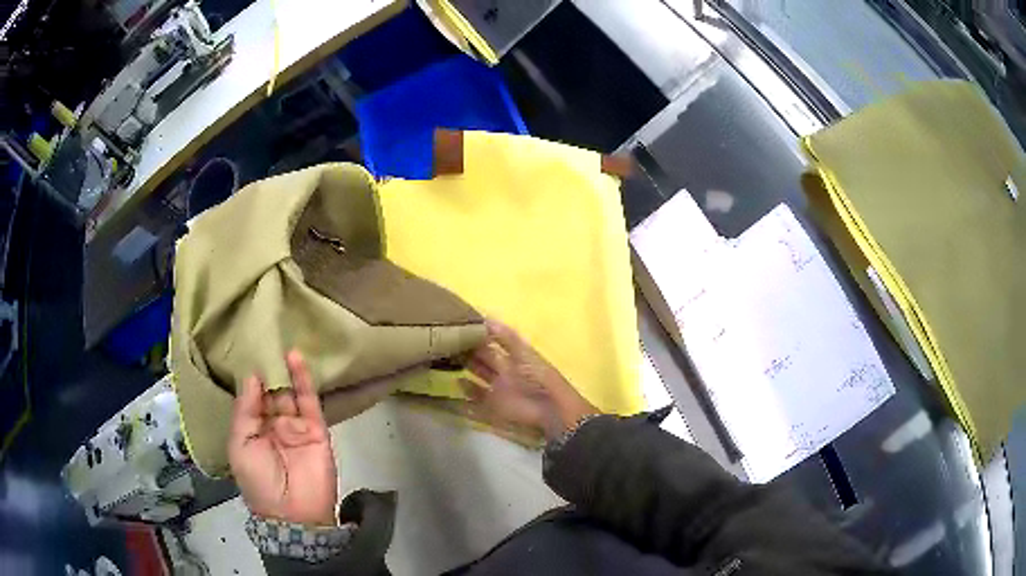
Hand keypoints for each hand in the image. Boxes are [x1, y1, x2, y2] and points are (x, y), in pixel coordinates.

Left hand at [228, 351, 338, 525]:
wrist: (294, 513)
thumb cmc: (259, 481)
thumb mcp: (240, 446)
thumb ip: (245, 411)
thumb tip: (251, 376)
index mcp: (253, 430)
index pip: (251, 399)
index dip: (249, 378)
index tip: (246, 350)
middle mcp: (274, 425)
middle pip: (270, 392)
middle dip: (267, 370)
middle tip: (263, 338)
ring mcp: (296, 426)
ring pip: (289, 393)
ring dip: (283, 369)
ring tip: (277, 340)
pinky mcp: (317, 429)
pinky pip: (309, 401)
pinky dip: (303, 379)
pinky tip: (295, 357)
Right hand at [460, 320, 599, 440]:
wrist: (548, 409)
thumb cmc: (538, 377)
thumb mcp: (524, 353)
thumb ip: (506, 337)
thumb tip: (486, 318)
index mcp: (513, 357)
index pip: (493, 343)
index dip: (479, 335)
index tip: (461, 324)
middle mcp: (504, 372)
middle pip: (483, 359)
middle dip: (468, 350)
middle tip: (447, 340)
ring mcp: (497, 390)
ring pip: (477, 377)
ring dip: (465, 370)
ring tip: (446, 358)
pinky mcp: (493, 407)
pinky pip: (476, 399)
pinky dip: (466, 394)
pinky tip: (455, 385)